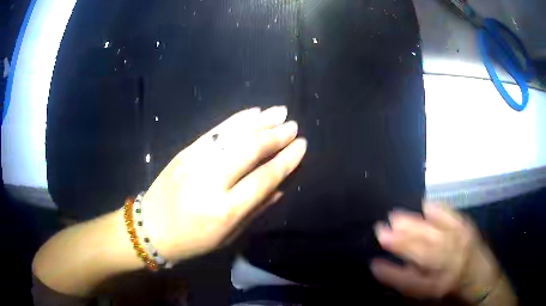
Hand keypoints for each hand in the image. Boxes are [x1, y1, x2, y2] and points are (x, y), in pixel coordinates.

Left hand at [141, 106, 306, 262]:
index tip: (301, 146)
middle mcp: (210, 181)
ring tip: (280, 111)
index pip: (263, 178)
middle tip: (293, 125)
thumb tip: (279, 187)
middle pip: (250, 150)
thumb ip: (255, 210)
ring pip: (233, 135)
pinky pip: (215, 131)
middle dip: (276, 135)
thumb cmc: (192, 240)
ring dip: (260, 121)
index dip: (286, 160)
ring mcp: (194, 162)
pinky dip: (236, 120)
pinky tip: (253, 112)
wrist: (151, 228)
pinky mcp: (185, 152)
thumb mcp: (228, 236)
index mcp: (224, 210)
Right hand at [371, 203, 500, 301]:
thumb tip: (381, 267)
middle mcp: (450, 264)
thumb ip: (405, 281)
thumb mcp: (427, 294)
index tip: (373, 262)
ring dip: (413, 223)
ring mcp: (460, 243)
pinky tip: (425, 205)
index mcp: (438, 286)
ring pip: (433, 232)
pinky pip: (451, 217)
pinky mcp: (468, 229)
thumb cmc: (451, 291)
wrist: (482, 279)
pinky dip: (437, 209)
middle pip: (421, 250)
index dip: (390, 272)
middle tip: (381, 228)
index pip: (409, 280)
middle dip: (400, 240)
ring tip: (395, 215)